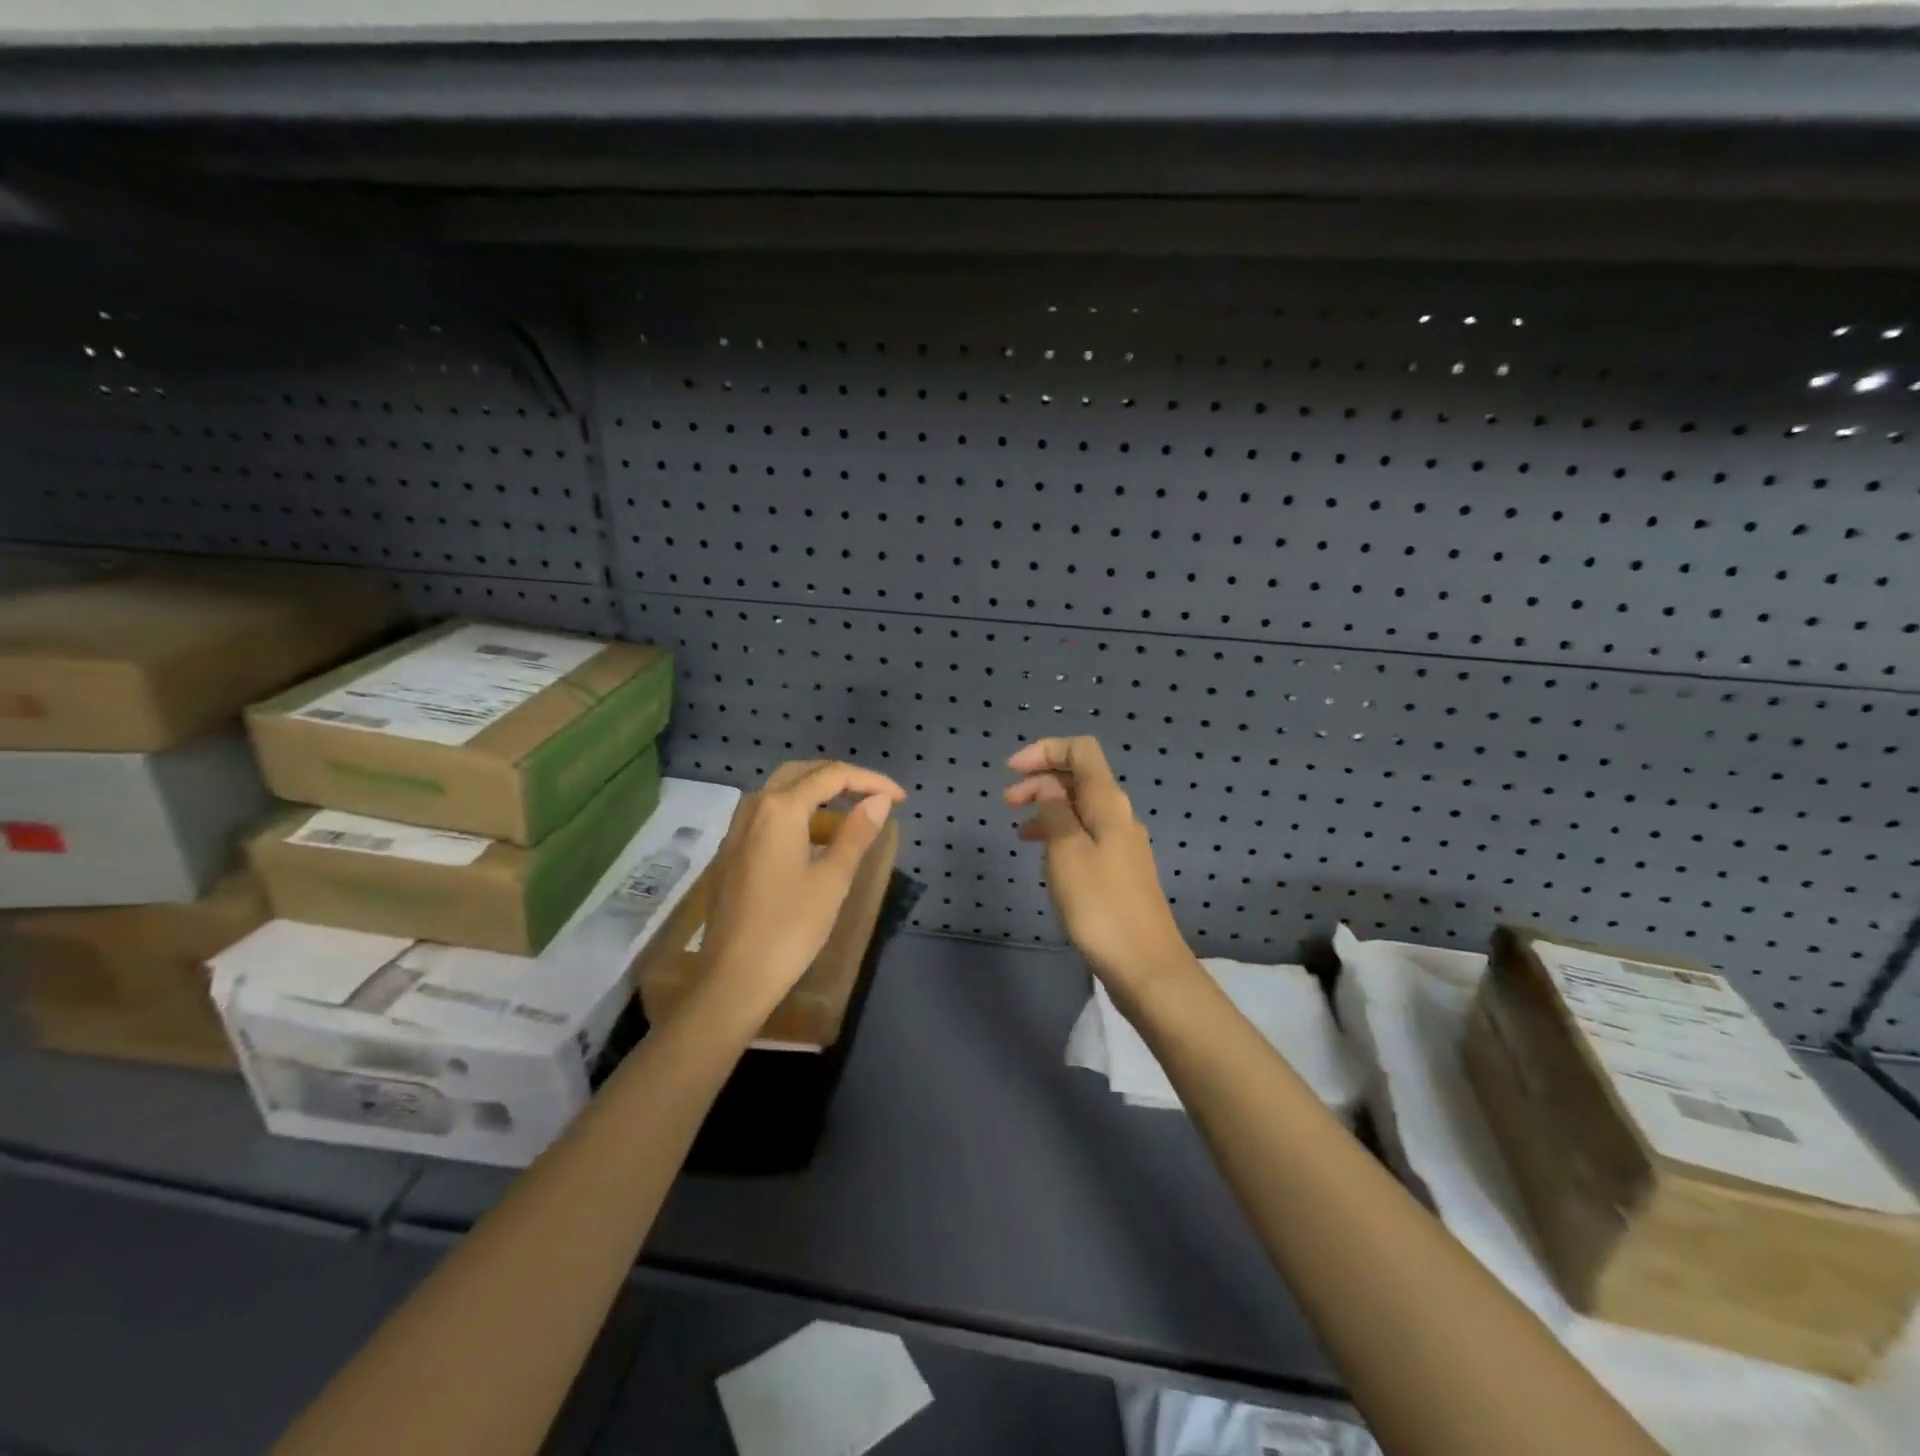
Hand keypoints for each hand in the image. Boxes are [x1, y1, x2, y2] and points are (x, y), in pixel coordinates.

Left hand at [698, 761, 906, 1011]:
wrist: (733, 977)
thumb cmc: (790, 927)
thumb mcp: (833, 879)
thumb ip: (857, 833)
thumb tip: (878, 800)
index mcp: (781, 808)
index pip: (833, 776)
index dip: (871, 781)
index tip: (900, 799)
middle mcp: (755, 807)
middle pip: (803, 773)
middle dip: (842, 779)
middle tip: (874, 797)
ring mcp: (738, 829)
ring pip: (782, 791)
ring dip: (818, 794)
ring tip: (851, 816)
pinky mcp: (733, 851)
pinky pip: (769, 814)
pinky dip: (798, 813)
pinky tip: (816, 840)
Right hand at [1005, 736, 1196, 995]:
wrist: (1145, 965)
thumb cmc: (1100, 905)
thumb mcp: (1066, 851)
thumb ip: (1054, 810)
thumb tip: (1048, 784)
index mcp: (1108, 802)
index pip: (1080, 750)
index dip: (1045, 750)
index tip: (1011, 771)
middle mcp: (1118, 814)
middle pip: (1079, 777)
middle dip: (1040, 779)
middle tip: (1007, 802)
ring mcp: (1121, 843)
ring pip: (1079, 807)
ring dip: (1047, 807)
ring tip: (1019, 829)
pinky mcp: (1118, 869)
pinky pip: (1085, 834)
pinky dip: (1060, 833)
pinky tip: (1044, 854)